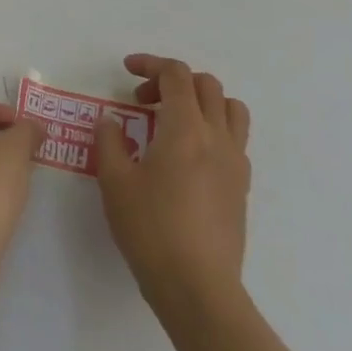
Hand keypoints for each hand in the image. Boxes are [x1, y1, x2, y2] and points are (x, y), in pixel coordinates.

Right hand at [93, 54, 251, 309]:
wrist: (197, 286)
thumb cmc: (150, 230)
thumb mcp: (115, 182)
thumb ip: (110, 142)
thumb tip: (111, 120)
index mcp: (186, 129)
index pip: (177, 75)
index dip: (151, 64)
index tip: (127, 70)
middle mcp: (217, 137)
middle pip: (206, 85)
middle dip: (172, 81)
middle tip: (143, 101)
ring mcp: (235, 162)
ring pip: (230, 108)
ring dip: (201, 101)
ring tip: (174, 120)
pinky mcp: (241, 186)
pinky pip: (235, 138)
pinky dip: (213, 128)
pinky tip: (187, 155)